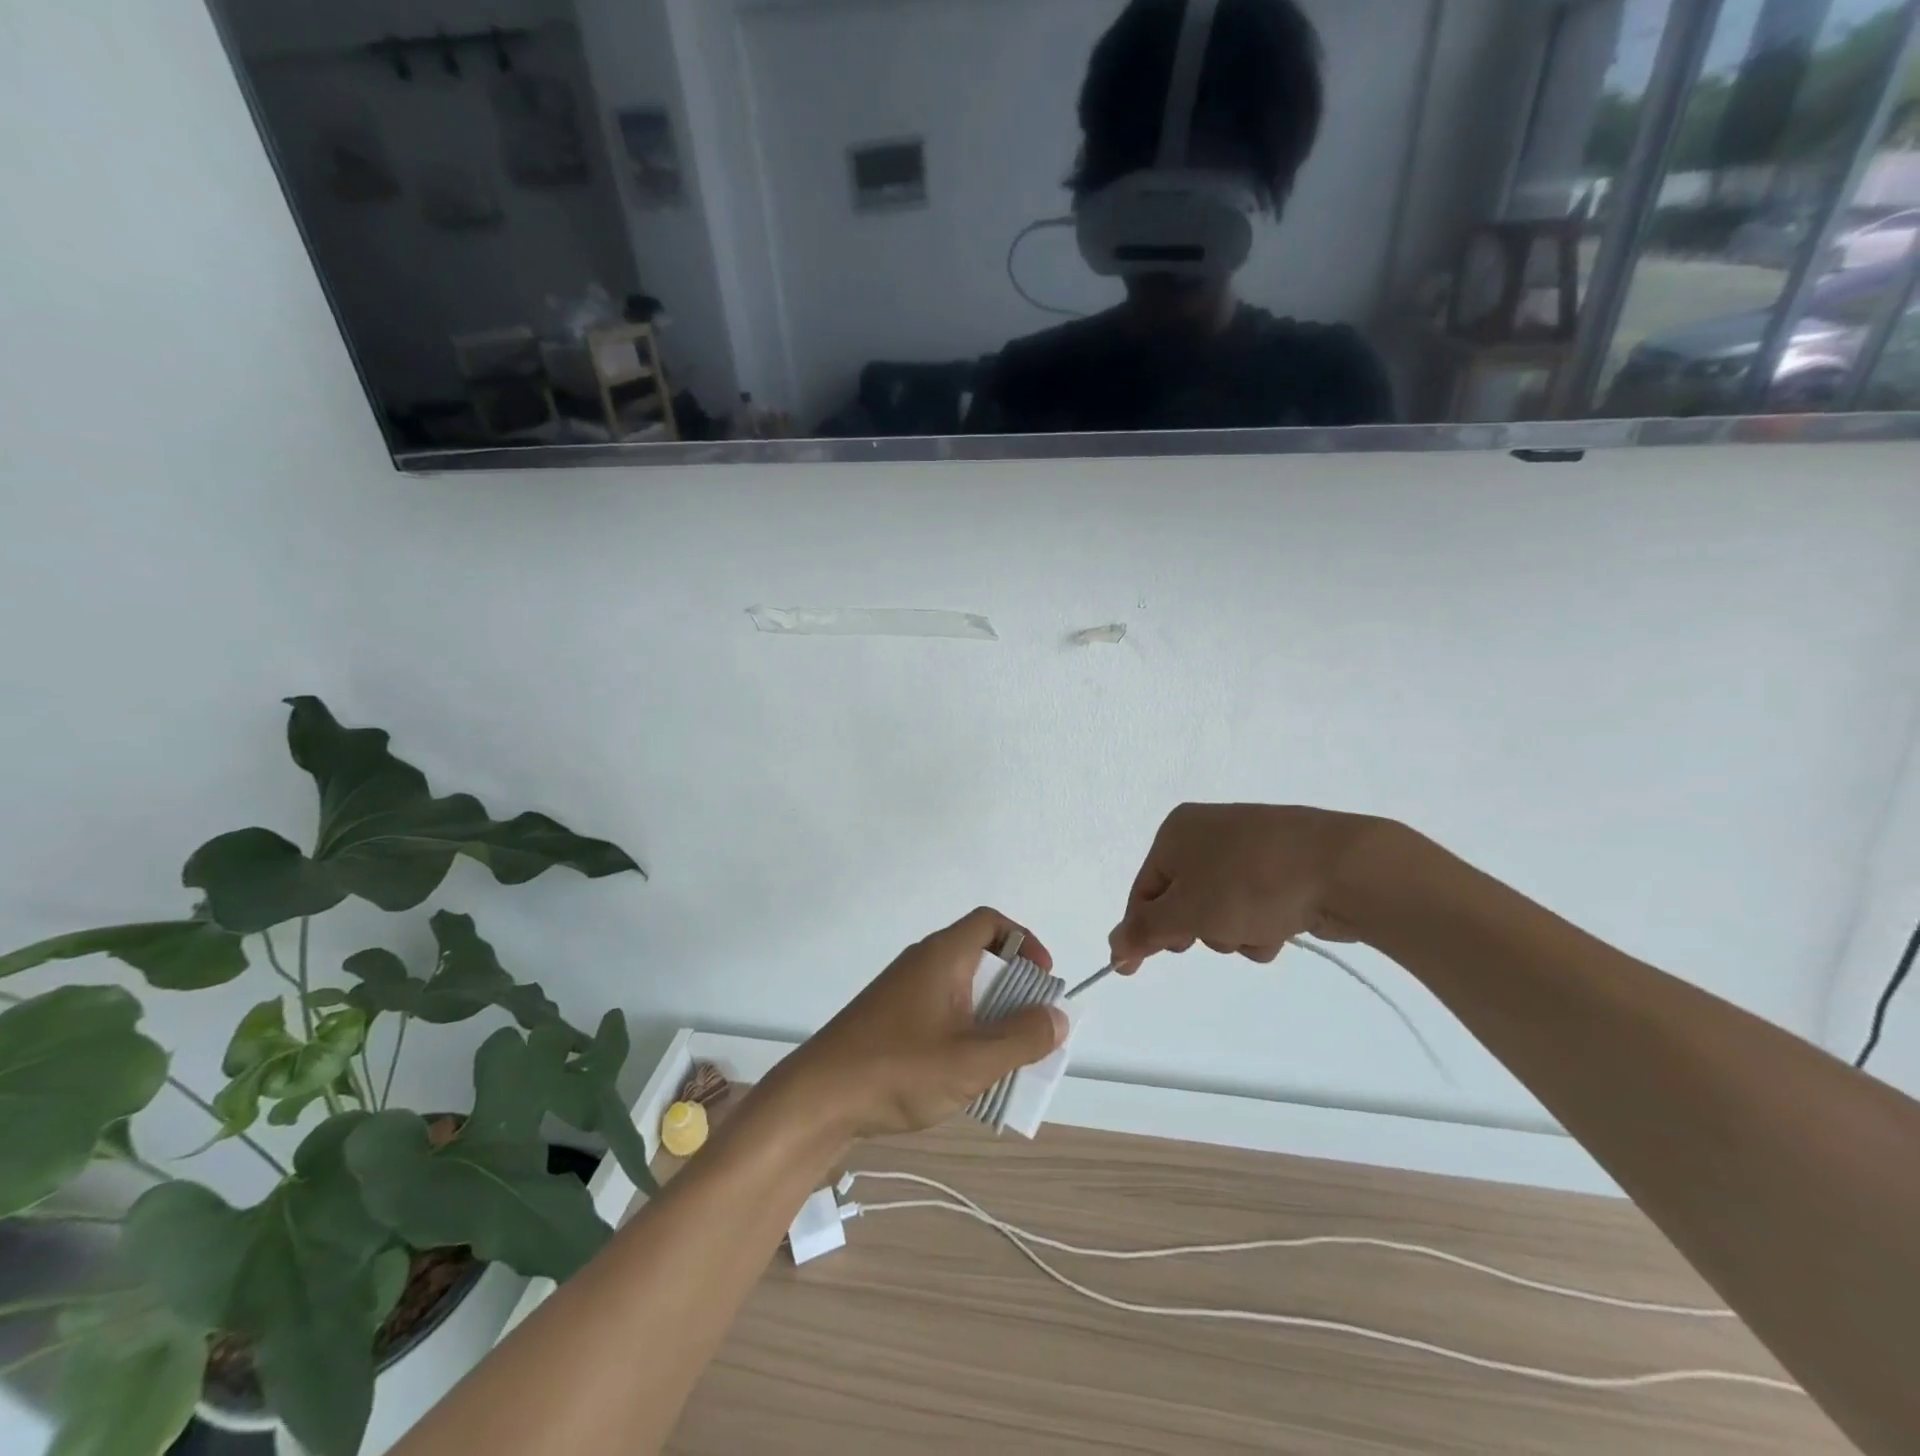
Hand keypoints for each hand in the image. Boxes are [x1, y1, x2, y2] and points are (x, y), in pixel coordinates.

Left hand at [779, 908, 1066, 1139]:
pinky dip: (963, 1034)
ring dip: (989, 1020)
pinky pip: (940, 1014)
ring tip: (1003, 1061)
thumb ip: (1022, 1038)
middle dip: (1013, 992)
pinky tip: (964, 1076)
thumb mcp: (972, 1060)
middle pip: (980, 959)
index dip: (1025, 942)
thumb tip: (1057, 1016)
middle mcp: (922, 964)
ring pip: (961, 993)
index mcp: (942, 956)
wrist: (817, 1099)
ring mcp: (903, 993)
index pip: (990, 922)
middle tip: (1030, 1030)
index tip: (1043, 980)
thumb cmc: (898, 1069)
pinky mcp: (889, 1021)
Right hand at [1108, 804, 1395, 969]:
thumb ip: (1145, 932)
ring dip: (1232, 931)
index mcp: (1176, 831)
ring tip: (1257, 930)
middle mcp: (1209, 832)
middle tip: (1211, 934)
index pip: (1143, 890)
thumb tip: (1112, 946)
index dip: (1140, 932)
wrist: (1345, 868)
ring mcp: (1250, 847)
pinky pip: (1255, 904)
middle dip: (1197, 929)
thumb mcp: (1186, 913)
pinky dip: (1261, 923)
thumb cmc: (1249, 884)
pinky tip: (1282, 926)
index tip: (1135, 972)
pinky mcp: (1286, 865)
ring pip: (1220, 908)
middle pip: (1182, 900)